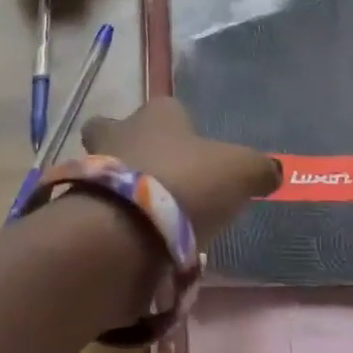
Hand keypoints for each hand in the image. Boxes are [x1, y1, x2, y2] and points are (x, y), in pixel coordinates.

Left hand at [81, 98, 279, 243]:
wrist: (125, 229)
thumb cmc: (186, 183)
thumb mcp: (240, 172)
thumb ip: (258, 169)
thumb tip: (274, 171)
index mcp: (158, 113)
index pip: (168, 108)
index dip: (179, 127)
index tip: (193, 152)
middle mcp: (120, 130)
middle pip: (117, 130)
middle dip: (131, 149)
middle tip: (156, 179)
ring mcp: (92, 168)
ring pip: (104, 170)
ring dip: (122, 190)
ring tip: (151, 221)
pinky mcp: (77, 206)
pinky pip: (98, 209)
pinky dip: (113, 222)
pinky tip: (135, 243)